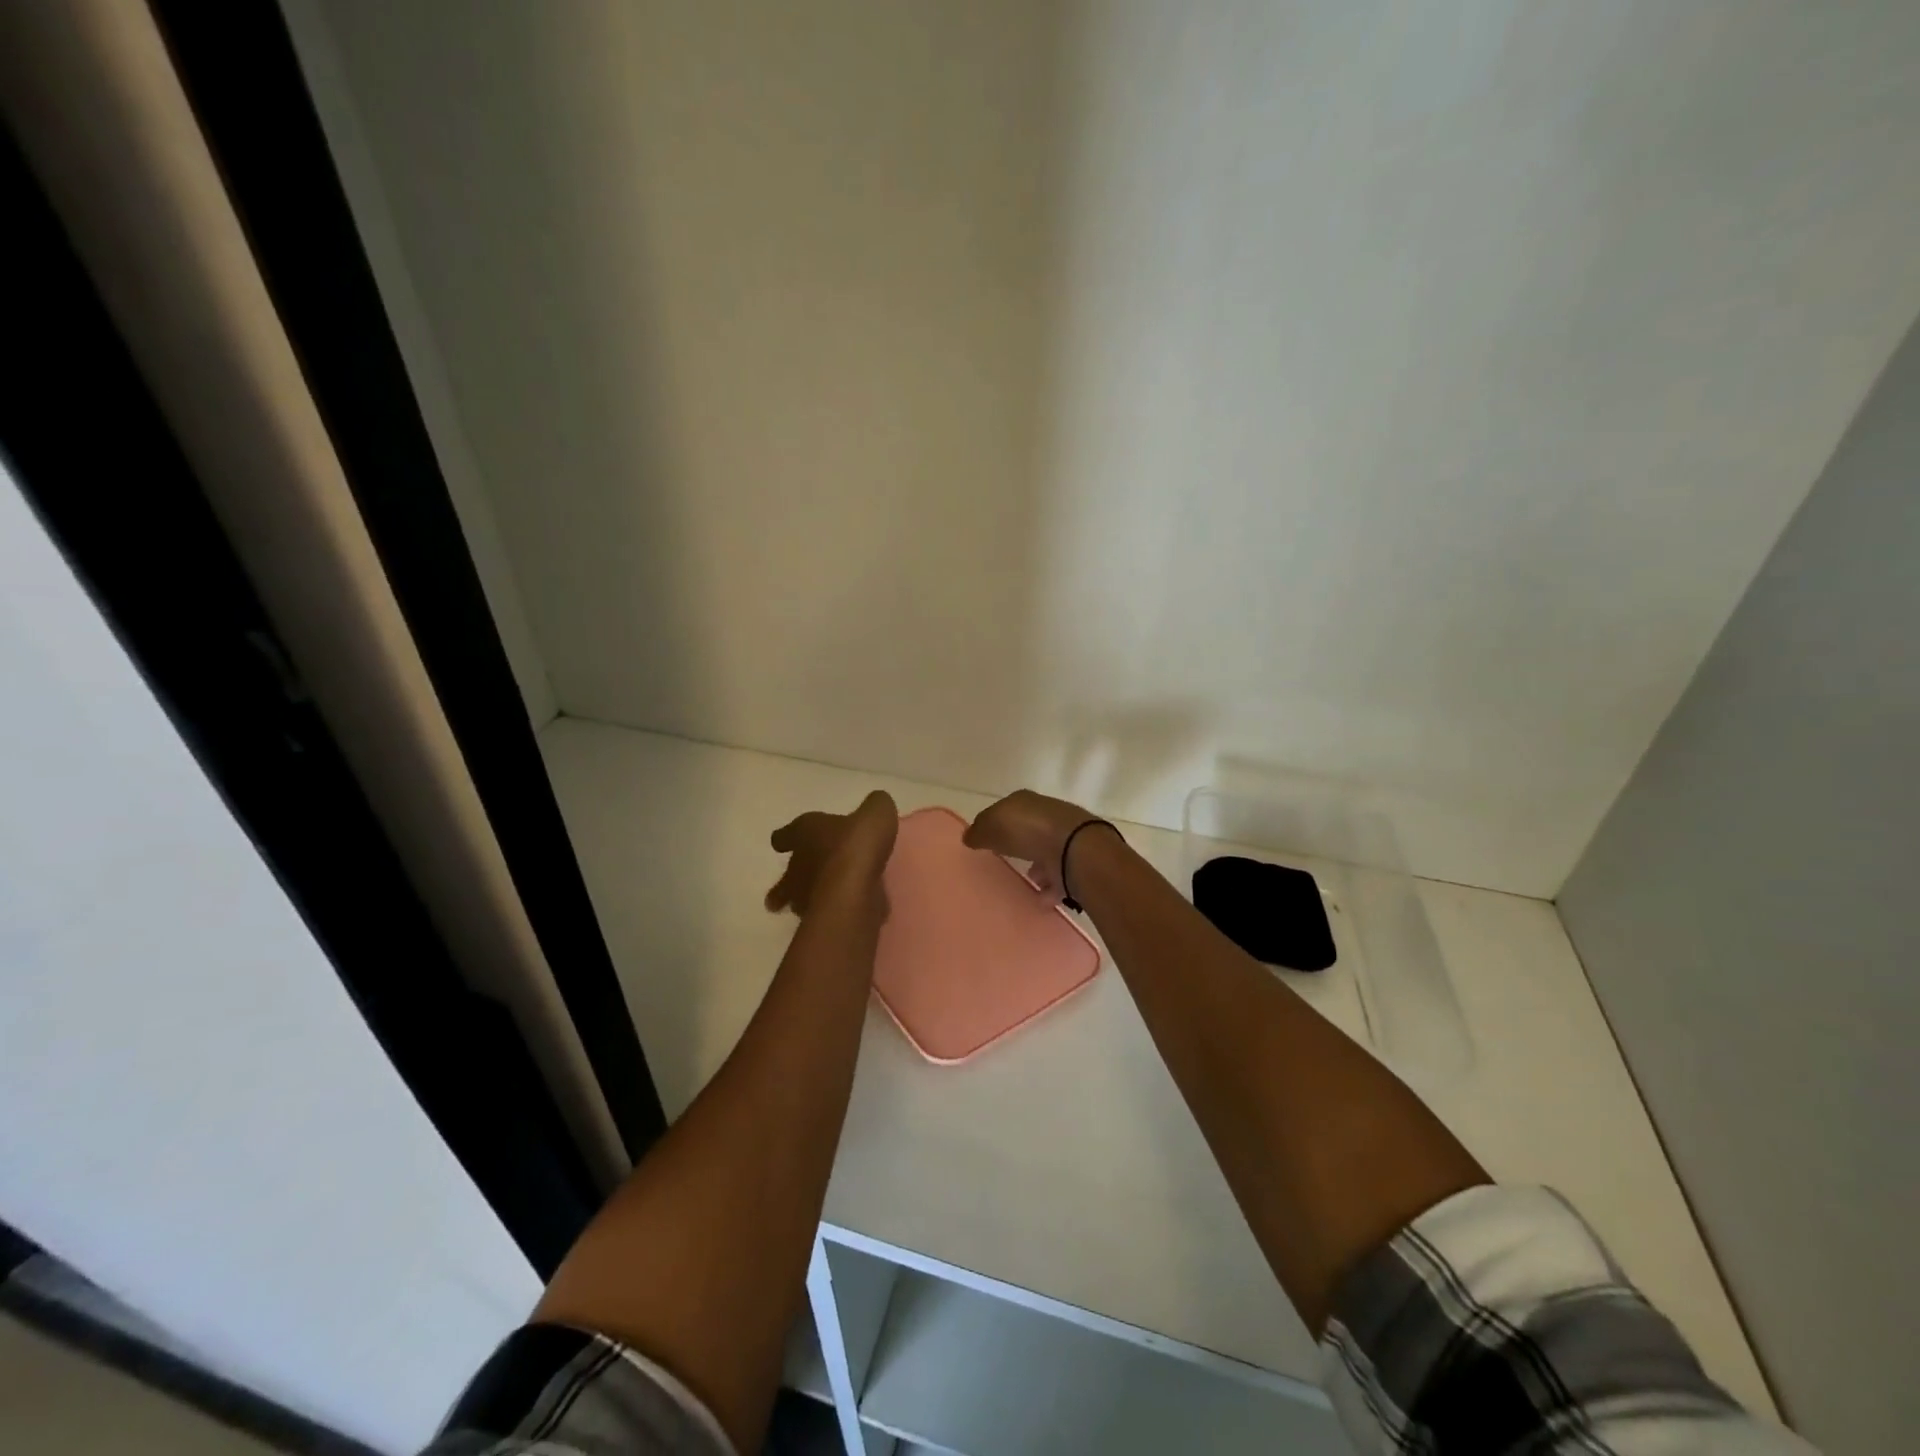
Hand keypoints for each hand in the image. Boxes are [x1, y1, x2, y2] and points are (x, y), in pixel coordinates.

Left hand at [765, 790, 898, 917]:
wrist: (854, 889)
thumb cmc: (857, 844)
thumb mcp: (875, 813)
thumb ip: (875, 807)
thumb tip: (875, 807)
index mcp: (805, 833)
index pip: (787, 835)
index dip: (787, 837)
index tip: (783, 842)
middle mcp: (798, 865)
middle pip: (788, 874)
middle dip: (791, 878)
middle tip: (795, 884)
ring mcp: (804, 896)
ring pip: (799, 899)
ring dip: (806, 899)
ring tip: (819, 901)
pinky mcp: (819, 920)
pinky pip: (822, 914)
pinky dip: (831, 912)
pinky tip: (844, 911)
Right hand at [963, 789, 1109, 901]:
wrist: (1074, 849)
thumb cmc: (1027, 830)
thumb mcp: (992, 825)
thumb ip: (979, 831)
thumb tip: (969, 836)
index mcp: (1025, 802)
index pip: (1005, 810)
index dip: (994, 823)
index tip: (984, 840)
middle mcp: (1046, 816)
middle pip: (1028, 830)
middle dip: (1018, 844)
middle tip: (1004, 860)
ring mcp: (1064, 839)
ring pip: (1046, 852)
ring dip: (1037, 867)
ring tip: (1025, 881)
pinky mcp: (1075, 864)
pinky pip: (1059, 878)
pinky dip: (1050, 888)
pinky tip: (1039, 899)